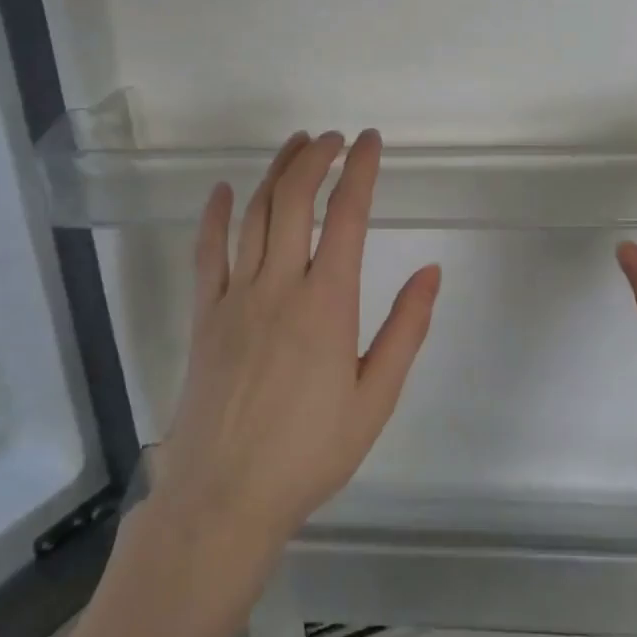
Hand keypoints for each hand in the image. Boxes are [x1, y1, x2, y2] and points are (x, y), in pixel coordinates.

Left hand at [151, 130, 441, 566]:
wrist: (224, 497)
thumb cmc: (309, 453)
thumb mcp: (375, 399)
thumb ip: (405, 330)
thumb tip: (432, 272)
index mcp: (327, 304)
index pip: (346, 216)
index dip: (359, 170)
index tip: (369, 141)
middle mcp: (279, 286)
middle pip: (294, 200)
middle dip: (315, 158)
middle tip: (334, 138)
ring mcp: (235, 297)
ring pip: (253, 214)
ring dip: (275, 172)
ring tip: (295, 144)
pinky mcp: (205, 314)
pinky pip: (207, 252)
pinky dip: (215, 216)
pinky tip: (222, 191)